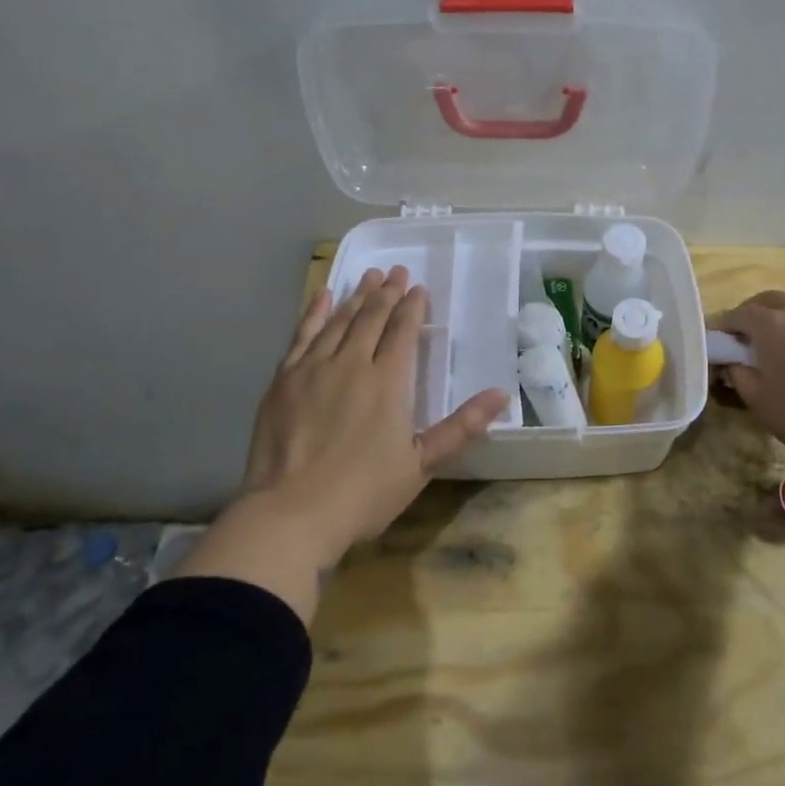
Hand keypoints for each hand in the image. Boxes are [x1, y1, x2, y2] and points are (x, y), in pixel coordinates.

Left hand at [174, 266, 509, 619]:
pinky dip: (315, 313)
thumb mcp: (421, 464)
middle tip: (395, 271)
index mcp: (388, 382)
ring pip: (339, 320)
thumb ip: (461, 426)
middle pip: (372, 318)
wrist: (290, 514)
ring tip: (367, 276)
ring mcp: (313, 368)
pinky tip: (323, 297)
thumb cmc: (363, 493)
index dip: (412, 307)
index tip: (418, 288)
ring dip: (357, 296)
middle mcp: (352, 363)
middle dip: (386, 292)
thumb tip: (501, 395)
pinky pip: (302, 335)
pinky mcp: (283, 379)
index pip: (403, 331)